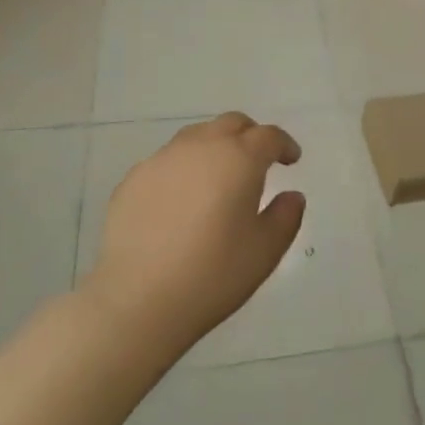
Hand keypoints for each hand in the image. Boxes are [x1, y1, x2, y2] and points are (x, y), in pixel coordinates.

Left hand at [83, 113, 304, 353]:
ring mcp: (162, 159)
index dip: (284, 144)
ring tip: (218, 178)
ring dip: (215, 148)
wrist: (136, 300)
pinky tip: (180, 201)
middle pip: (231, 124)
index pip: (268, 136)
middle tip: (257, 161)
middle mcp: (201, 147)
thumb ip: (285, 217)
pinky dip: (183, 169)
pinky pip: (167, 161)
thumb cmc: (212, 275)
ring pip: (197, 136)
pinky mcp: (133, 179)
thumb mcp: (265, 251)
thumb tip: (291, 196)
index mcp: (239, 158)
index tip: (291, 160)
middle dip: (250, 136)